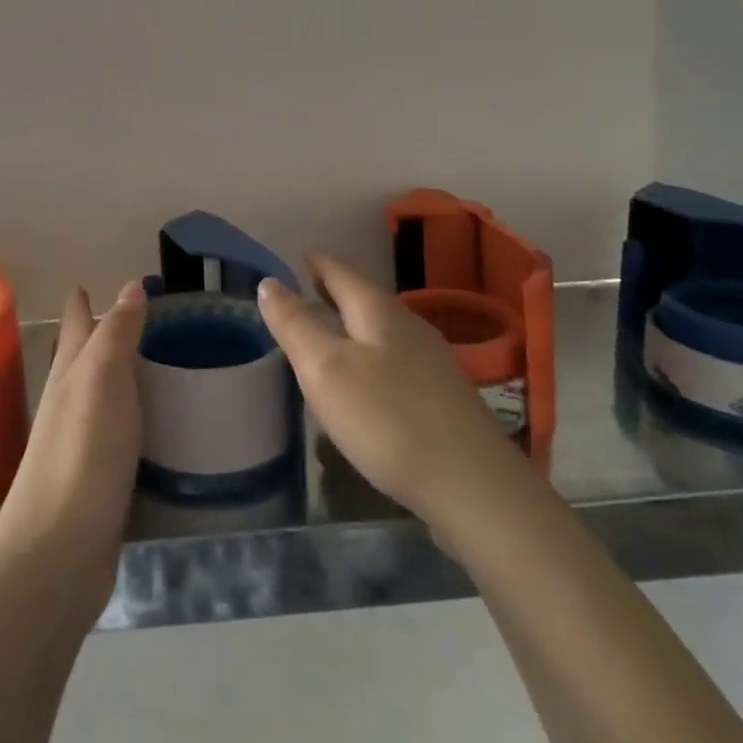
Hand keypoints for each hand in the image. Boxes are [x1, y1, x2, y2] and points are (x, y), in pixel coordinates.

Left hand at [0, 280, 144, 617]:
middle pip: (79, 360)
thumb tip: (130, 286)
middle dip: (95, 337)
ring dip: (113, 378)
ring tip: (142, 365)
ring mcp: (79, 447)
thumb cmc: (82, 453)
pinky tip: (145, 428)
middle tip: (127, 318)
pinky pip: (115, 436)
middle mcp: (69, 405)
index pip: (75, 328)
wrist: (56, 552)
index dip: (81, 305)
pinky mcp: (95, 483)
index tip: (86, 285)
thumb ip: (117, 334)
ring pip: (97, 397)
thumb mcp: (102, 380)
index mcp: (69, 376)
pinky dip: (128, 421)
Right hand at [257, 252, 513, 517]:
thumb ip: (295, 324)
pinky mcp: (443, 398)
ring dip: (353, 325)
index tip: (301, 255)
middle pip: (365, 299)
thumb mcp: (325, 369)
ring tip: (328, 332)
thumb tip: (269, 282)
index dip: (318, 263)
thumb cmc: (387, 419)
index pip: (341, 273)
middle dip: (335, 292)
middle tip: (308, 287)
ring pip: (382, 330)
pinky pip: (396, 361)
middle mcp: (409, 327)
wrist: (474, 487)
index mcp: (378, 312)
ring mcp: (432, 363)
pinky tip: (365, 381)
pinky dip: (371, 355)